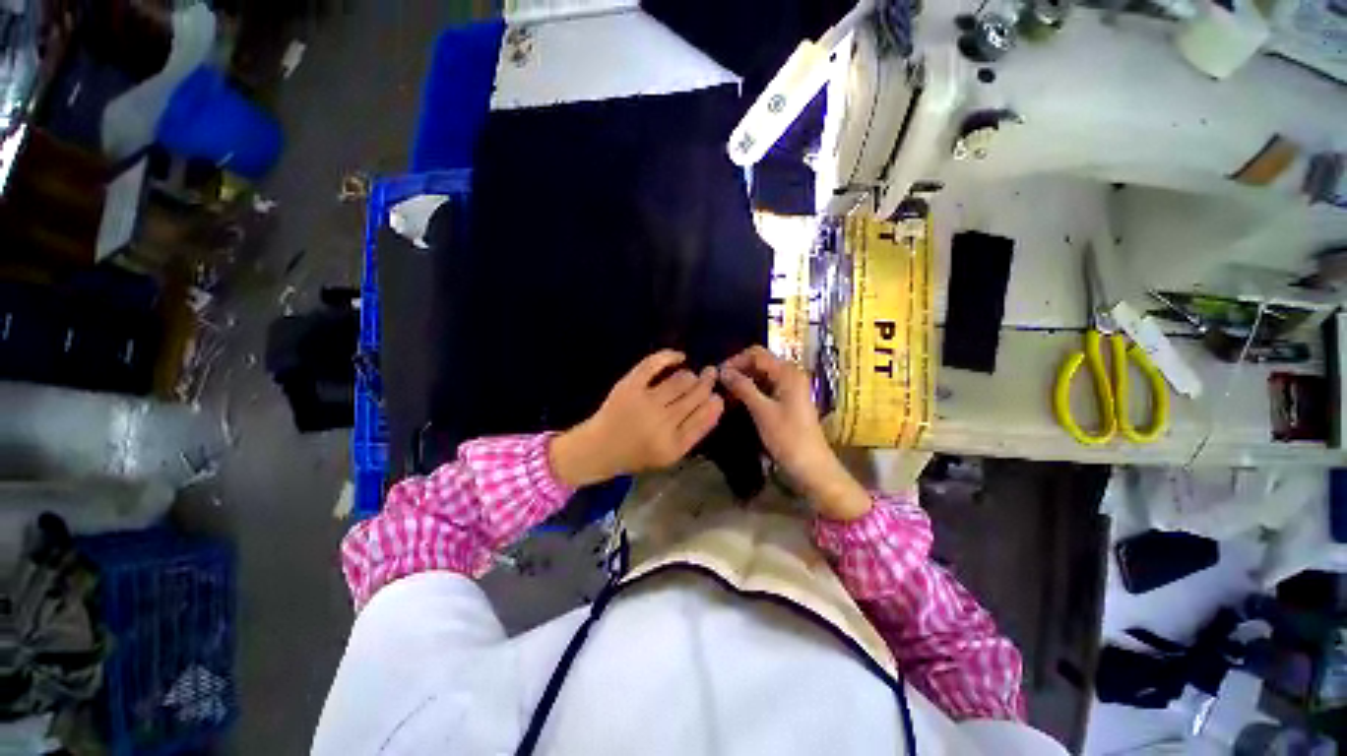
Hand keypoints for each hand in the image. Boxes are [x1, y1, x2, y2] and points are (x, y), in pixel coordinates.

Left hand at [551, 350, 723, 487]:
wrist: (599, 449)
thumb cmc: (637, 454)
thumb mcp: (670, 454)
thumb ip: (694, 432)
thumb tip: (717, 402)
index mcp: (674, 445)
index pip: (705, 417)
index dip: (715, 402)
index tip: (717, 395)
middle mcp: (662, 423)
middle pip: (696, 395)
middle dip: (707, 383)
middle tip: (710, 375)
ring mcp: (645, 403)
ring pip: (681, 379)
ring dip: (691, 375)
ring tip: (691, 376)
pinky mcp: (629, 386)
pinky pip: (654, 364)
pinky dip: (670, 356)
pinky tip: (679, 357)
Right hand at [719, 346, 871, 520]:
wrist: (811, 466)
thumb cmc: (788, 437)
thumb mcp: (762, 411)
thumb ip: (743, 387)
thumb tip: (722, 371)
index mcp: (788, 372)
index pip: (756, 354)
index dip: (735, 360)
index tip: (717, 374)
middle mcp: (790, 375)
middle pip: (759, 362)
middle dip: (738, 370)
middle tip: (719, 384)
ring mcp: (789, 388)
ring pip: (761, 376)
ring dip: (743, 381)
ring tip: (725, 392)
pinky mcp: (787, 401)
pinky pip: (765, 388)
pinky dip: (751, 391)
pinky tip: (737, 400)